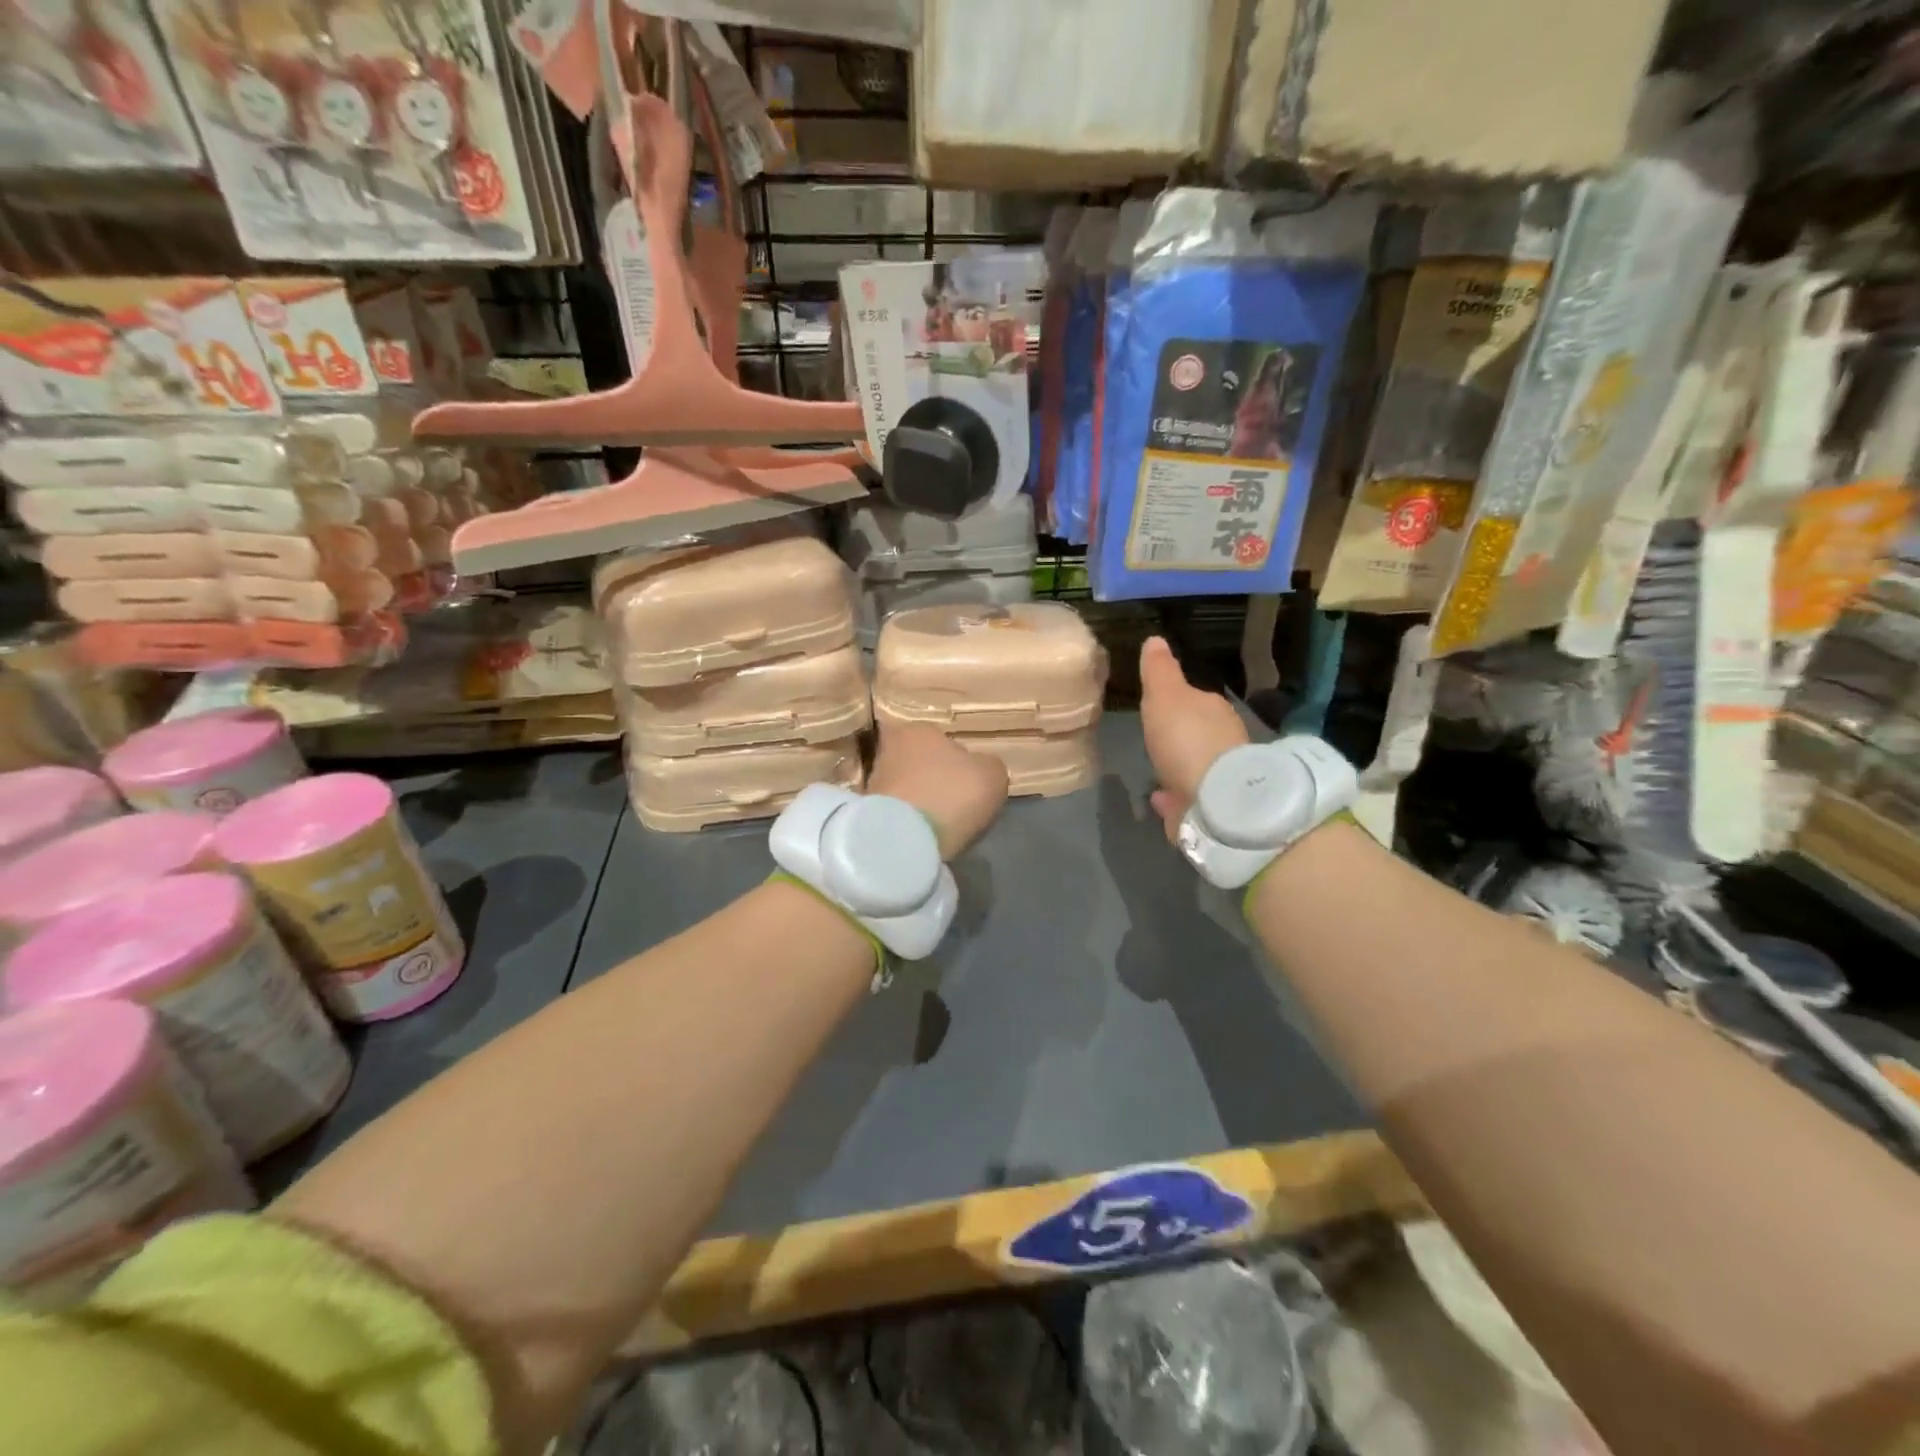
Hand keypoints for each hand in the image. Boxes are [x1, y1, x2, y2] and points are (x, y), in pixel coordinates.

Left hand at [868, 722, 1009, 858]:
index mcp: (918, 730)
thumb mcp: (991, 774)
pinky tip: (923, 833)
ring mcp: (873, 781)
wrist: (906, 838)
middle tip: (954, 801)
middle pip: (918, 762)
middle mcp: (890, 749)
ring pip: (906, 787)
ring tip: (939, 822)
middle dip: (933, 779)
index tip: (966, 778)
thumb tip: (977, 768)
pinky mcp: (865, 813)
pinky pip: (897, 812)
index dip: (953, 757)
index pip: (937, 737)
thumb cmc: (952, 793)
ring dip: (920, 801)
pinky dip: (909, 820)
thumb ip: (987, 765)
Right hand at [1140, 636, 1248, 843]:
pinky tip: (1161, 797)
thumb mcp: (1165, 696)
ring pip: (1196, 766)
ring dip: (1180, 766)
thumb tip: (1155, 638)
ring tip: (1157, 770)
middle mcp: (1224, 741)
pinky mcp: (1214, 808)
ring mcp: (1221, 777)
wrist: (1215, 800)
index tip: (1158, 707)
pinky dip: (1177, 794)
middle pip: (1198, 734)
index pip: (1196, 700)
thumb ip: (1159, 670)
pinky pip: (1190, 795)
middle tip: (1157, 740)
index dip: (1177, 702)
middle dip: (1181, 736)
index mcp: (1214, 710)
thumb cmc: (1186, 739)